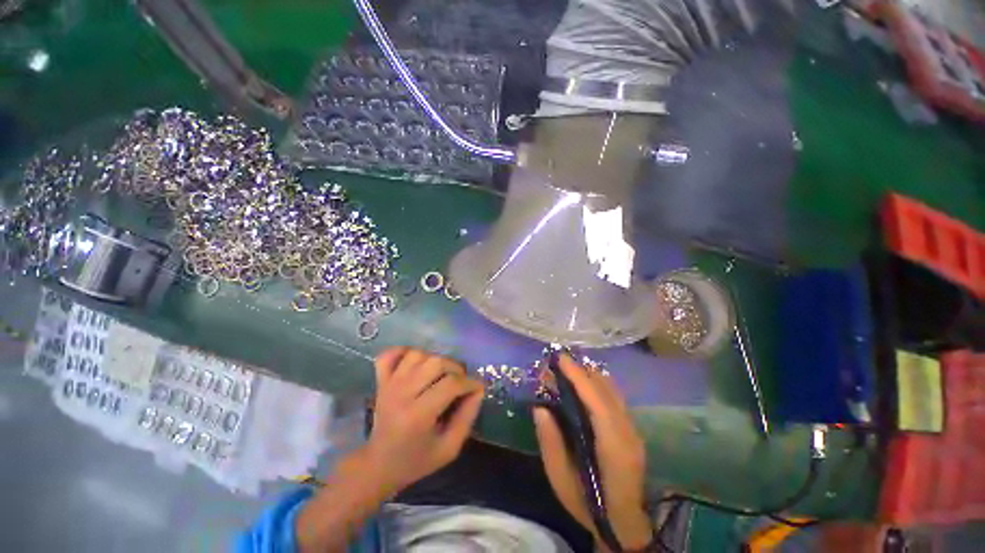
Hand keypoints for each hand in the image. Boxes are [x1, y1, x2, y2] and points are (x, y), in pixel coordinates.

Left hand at [362, 347, 484, 496]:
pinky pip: (390, 354)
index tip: (478, 388)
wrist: (378, 465)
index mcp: (417, 415)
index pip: (450, 385)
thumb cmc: (416, 461)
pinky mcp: (381, 380)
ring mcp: (389, 384)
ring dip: (435, 360)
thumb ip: (467, 418)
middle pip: (436, 363)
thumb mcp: (449, 448)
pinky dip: (404, 352)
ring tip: (441, 375)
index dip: (470, 383)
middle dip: (456, 369)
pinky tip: (416, 362)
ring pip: (418, 354)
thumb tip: (478, 390)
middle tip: (460, 382)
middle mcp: (402, 394)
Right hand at [534, 354, 651, 549]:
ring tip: (567, 368)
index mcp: (613, 447)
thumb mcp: (561, 480)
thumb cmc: (589, 505)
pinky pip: (614, 397)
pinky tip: (583, 383)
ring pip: (612, 391)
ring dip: (589, 375)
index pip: (597, 401)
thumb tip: (540, 408)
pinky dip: (597, 384)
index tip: (560, 358)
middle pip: (606, 390)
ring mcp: (633, 430)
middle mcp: (628, 432)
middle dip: (581, 371)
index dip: (578, 376)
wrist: (625, 525)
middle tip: (557, 362)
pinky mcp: (631, 429)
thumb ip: (550, 443)